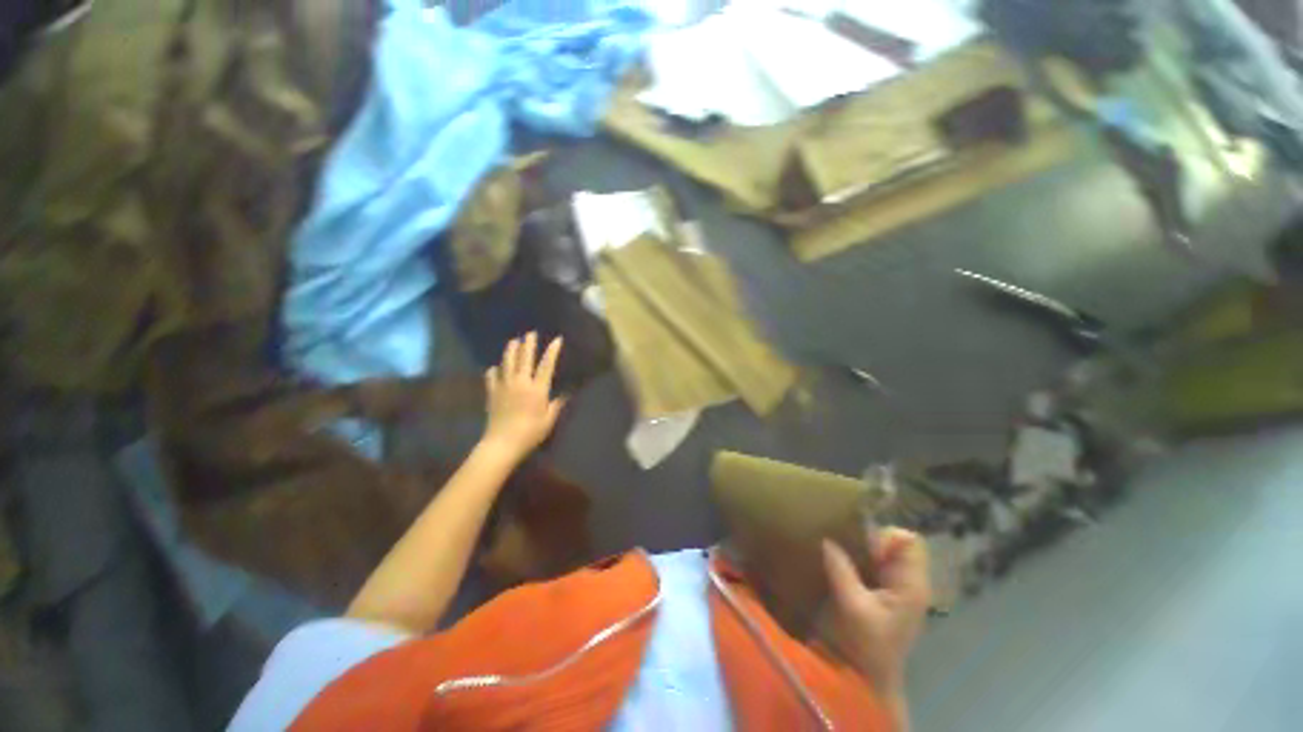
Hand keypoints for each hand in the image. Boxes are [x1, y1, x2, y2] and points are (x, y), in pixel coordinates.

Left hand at [481, 333, 566, 462]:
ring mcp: (504, 386)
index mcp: (537, 389)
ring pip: (507, 363)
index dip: (552, 351)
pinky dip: (494, 371)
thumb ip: (556, 405)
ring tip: (513, 341)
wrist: (502, 443)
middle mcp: (521, 383)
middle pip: (525, 359)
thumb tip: (565, 394)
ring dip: (511, 351)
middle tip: (530, 333)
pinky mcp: (492, 393)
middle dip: (528, 344)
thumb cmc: (530, 433)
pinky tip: (494, 368)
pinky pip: (492, 377)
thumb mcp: (549, 421)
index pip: (546, 365)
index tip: (556, 339)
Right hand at [822, 528, 930, 696]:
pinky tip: (842, 564)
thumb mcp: (853, 607)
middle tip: (847, 549)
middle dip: (870, 540)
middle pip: (896, 542)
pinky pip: (874, 563)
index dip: (886, 537)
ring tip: (841, 553)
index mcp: (911, 585)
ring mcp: (897, 587)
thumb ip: (842, 571)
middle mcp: (909, 581)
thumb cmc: (867, 646)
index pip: (910, 541)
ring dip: (862, 549)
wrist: (870, 679)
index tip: (865, 550)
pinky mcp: (884, 592)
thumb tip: (827, 540)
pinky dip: (859, 558)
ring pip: (883, 551)